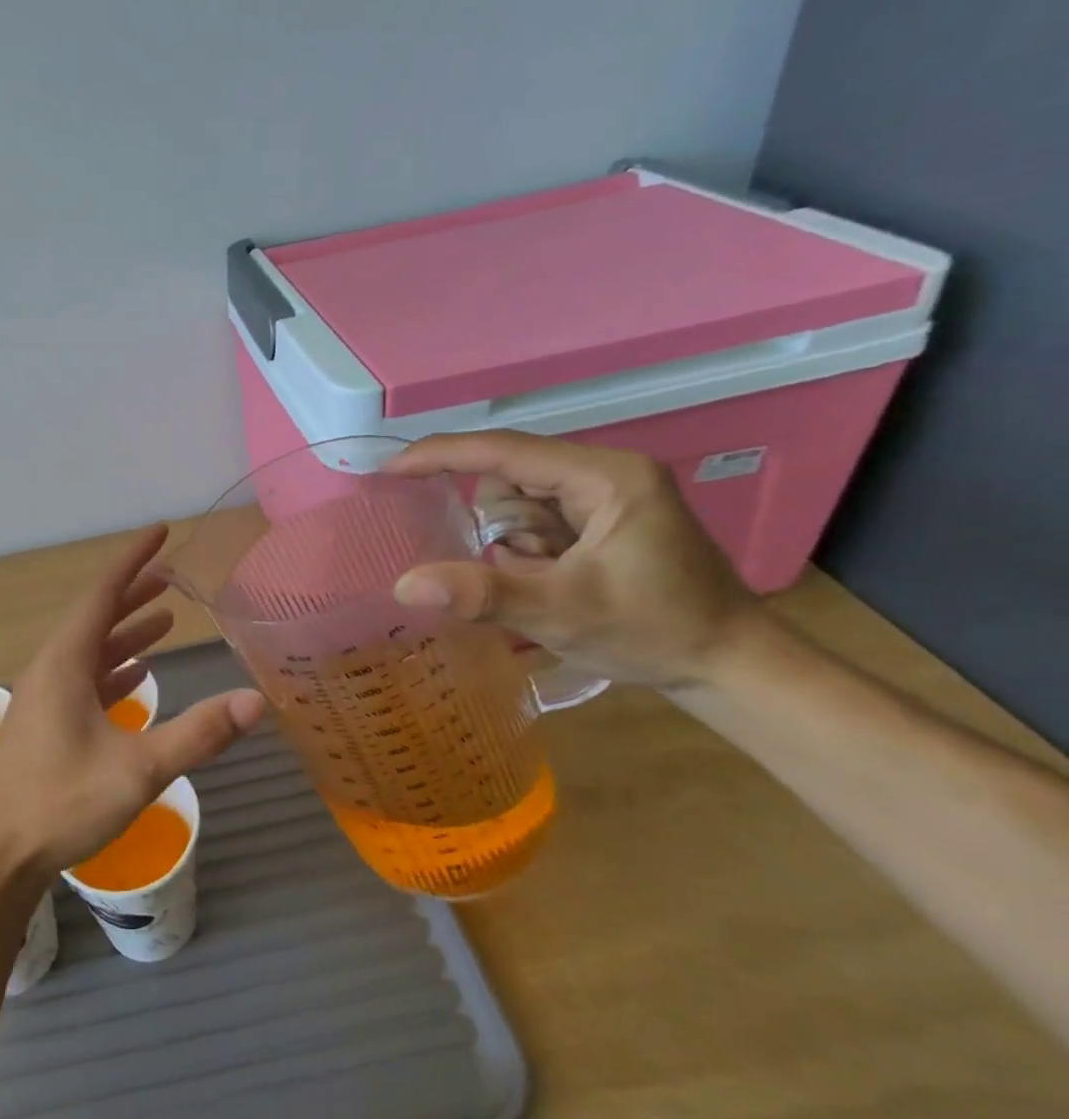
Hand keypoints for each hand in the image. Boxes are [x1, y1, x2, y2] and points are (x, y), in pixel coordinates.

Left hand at [0, 525, 264, 879]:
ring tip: (163, 619)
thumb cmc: (62, 802)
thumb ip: (198, 734)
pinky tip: (137, 676)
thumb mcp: (138, 769)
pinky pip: (84, 679)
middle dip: (133, 592)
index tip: (160, 532)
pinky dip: (113, 669)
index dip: (133, 559)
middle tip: (171, 575)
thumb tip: (257, 702)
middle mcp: (52, 668)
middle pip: (96, 616)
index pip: (103, 592)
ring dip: (125, 632)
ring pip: (91, 649)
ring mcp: (46, 697)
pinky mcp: (47, 723)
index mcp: (65, 661)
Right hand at [384, 430, 764, 687]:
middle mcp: (604, 473)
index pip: (504, 450)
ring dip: (511, 544)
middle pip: (509, 478)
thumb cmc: (655, 632)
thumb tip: (404, 585)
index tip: (388, 467)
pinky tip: (549, 582)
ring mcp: (605, 496)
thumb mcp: (563, 613)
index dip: (441, 455)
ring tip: (543, 584)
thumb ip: (483, 594)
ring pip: (518, 502)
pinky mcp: (602, 520)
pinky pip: (536, 521)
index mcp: (604, 476)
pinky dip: (525, 551)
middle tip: (510, 568)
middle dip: (496, 526)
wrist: (731, 668)